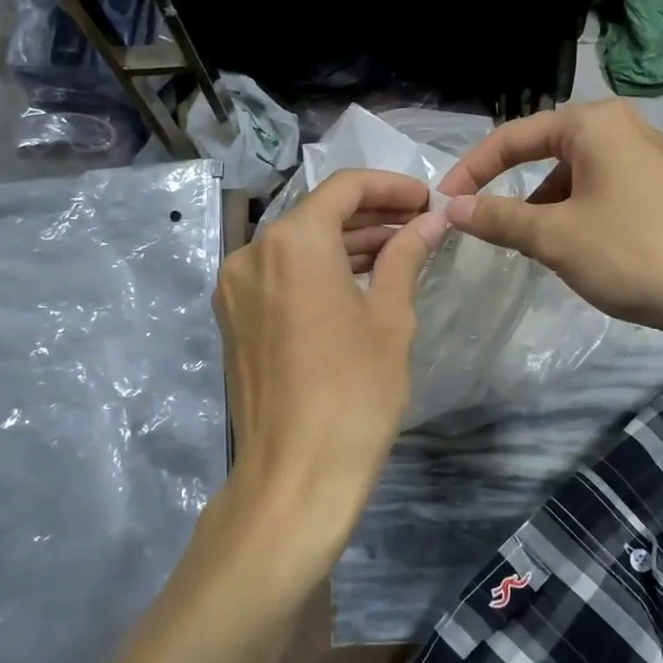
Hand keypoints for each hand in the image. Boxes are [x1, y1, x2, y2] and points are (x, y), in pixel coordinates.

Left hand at [213, 169, 446, 563]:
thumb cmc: (355, 392)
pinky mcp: (233, 319)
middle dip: (370, 215)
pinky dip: (317, 270)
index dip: (391, 187)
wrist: (295, 475)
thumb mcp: (390, 318)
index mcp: (292, 241)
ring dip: (344, 243)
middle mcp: (252, 252)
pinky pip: (280, 275)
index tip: (426, 199)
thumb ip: (405, 257)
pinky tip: (356, 281)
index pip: (345, 187)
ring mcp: (235, 287)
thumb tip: (429, 222)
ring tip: (396, 251)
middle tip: (419, 225)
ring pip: (297, 245)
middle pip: (317, 214)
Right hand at [437, 101, 662, 342]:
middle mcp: (623, 128)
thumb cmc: (631, 251)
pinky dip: (577, 213)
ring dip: (545, 205)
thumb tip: (454, 209)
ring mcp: (650, 158)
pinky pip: (603, 191)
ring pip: (576, 175)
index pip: (513, 136)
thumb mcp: (554, 236)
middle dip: (512, 186)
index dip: (473, 169)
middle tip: (486, 222)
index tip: (445, 202)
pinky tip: (576, 249)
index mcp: (593, 124)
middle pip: (546, 151)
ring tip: (532, 243)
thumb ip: (499, 218)